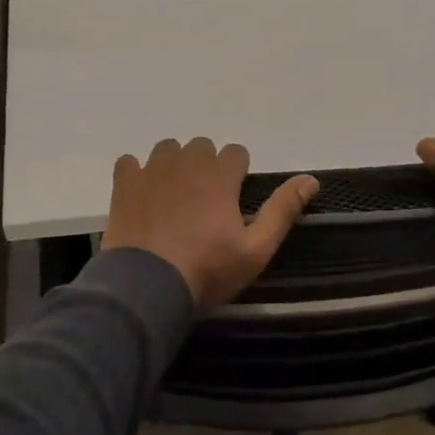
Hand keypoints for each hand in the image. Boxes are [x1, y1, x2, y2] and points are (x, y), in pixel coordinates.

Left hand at [102, 139, 318, 311]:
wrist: (147, 287)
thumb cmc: (207, 271)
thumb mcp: (255, 250)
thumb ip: (282, 211)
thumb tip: (311, 179)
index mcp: (219, 176)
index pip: (236, 152)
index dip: (237, 173)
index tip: (233, 199)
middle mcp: (186, 162)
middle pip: (201, 147)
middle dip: (206, 167)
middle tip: (204, 202)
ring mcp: (151, 170)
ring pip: (167, 149)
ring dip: (174, 165)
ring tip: (173, 197)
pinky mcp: (124, 183)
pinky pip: (130, 162)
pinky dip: (137, 173)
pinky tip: (141, 195)